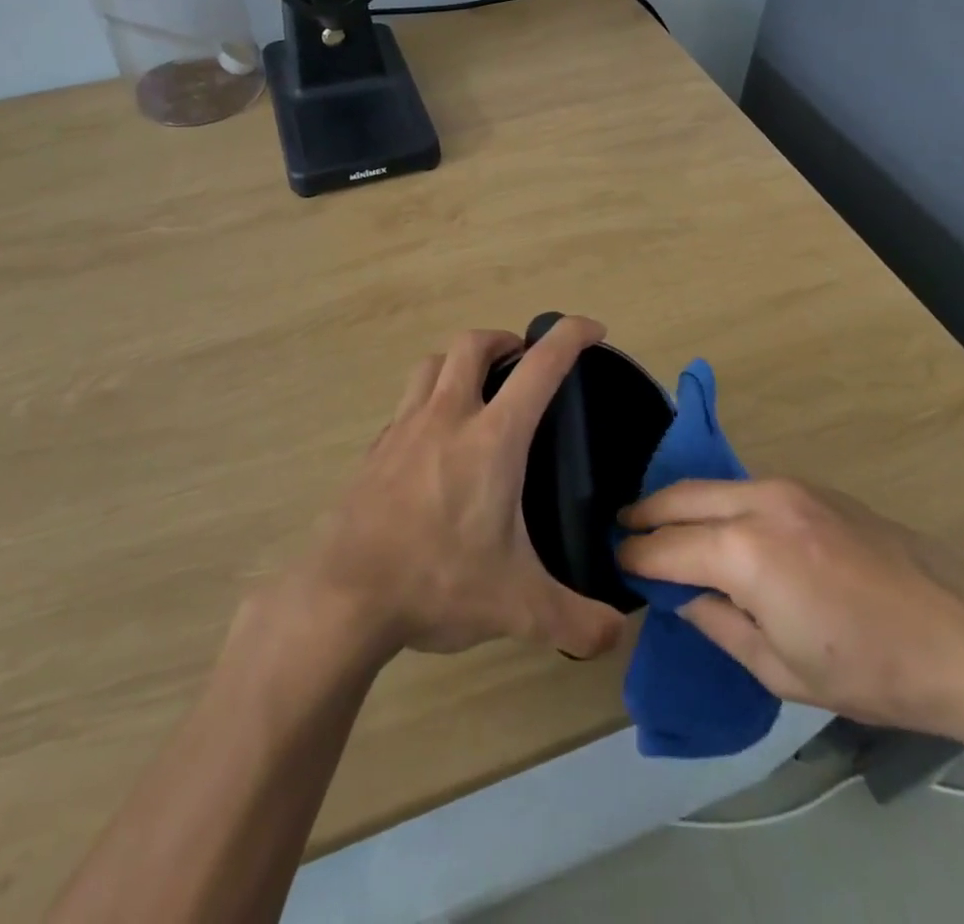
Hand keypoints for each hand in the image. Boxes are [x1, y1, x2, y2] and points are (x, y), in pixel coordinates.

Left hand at [286, 317, 627, 663]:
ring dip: (460, 362)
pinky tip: (434, 442)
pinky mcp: (376, 449)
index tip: (592, 327)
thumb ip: (578, 622)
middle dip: (504, 340)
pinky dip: (428, 402)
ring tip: (478, 389)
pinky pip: (406, 404)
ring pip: (432, 364)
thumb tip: (618, 635)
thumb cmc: (438, 582)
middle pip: (473, 344)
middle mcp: (447, 417)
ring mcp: (404, 429)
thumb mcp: (519, 608)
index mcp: (492, 438)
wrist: (346, 594)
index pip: (541, 367)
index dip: (569, 336)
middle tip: (522, 361)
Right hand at [616, 477, 963, 735]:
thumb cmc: (872, 669)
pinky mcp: (813, 487)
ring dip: (682, 503)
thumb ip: (719, 624)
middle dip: (646, 512)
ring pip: (713, 485)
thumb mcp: (781, 670)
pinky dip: (720, 501)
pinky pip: (746, 487)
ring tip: (665, 525)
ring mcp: (788, 487)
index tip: (617, 562)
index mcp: (744, 552)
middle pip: (680, 495)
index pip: (667, 546)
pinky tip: (721, 524)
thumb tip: (684, 596)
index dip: (636, 556)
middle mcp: (758, 502)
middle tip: (625, 529)